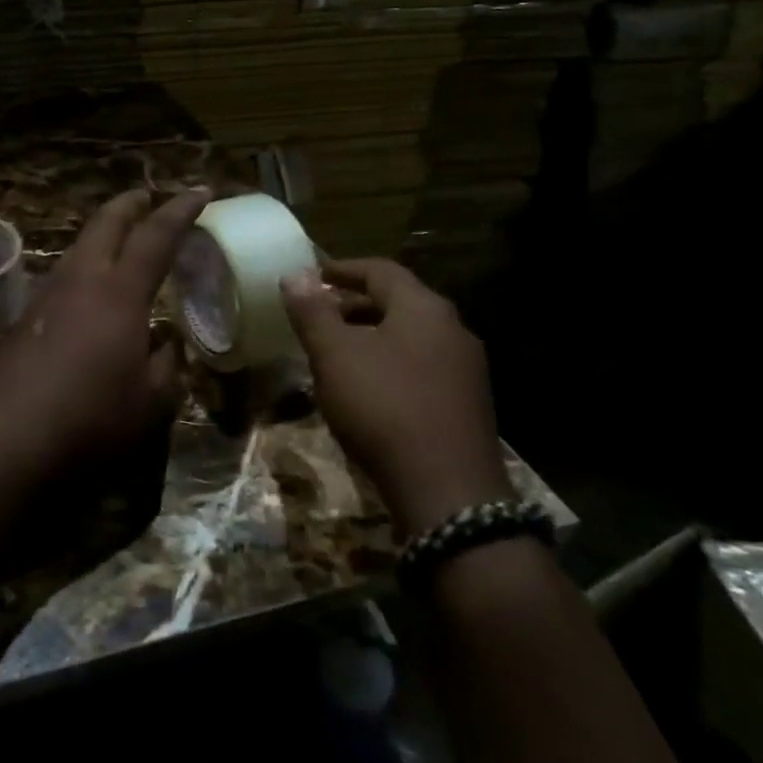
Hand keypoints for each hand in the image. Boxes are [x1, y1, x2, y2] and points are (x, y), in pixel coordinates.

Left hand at [0, 188, 209, 466]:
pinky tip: (88, 291)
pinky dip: (85, 265)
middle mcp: (81, 279)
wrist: (2, 436)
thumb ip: (167, 367)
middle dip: (130, 204)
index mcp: (120, 291)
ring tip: (121, 239)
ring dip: (103, 233)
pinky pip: (63, 274)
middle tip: (148, 197)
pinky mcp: (25, 317)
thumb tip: (169, 344)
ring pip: (79, 246)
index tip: (201, 192)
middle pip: (106, 223)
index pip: (156, 236)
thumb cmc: (89, 417)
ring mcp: (47, 294)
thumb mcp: (150, 403)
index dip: (181, 210)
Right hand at [280, 258, 512, 532]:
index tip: (312, 276)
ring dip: (372, 335)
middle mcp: (453, 329)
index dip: (342, 269)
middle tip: (318, 316)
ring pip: (411, 336)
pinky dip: (391, 363)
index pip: (380, 270)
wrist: (448, 493)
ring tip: (337, 354)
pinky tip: (368, 389)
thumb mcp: (334, 356)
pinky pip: (422, 366)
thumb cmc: (383, 408)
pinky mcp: (468, 404)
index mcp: (423, 308)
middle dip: (354, 304)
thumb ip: (312, 312)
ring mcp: (466, 368)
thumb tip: (294, 274)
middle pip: (398, 301)